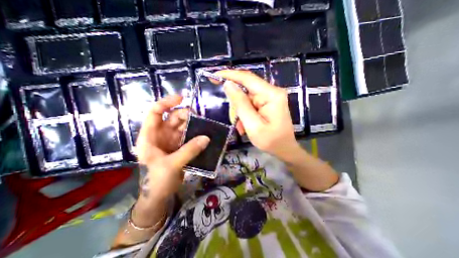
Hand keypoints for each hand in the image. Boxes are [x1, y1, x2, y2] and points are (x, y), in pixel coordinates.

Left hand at [135, 95, 208, 203]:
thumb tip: (206, 137)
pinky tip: (204, 134)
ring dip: (193, 124)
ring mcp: (171, 141)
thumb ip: (189, 150)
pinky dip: (196, 134)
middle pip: (172, 118)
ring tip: (204, 125)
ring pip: (182, 126)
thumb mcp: (171, 165)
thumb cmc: (157, 181)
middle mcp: (160, 135)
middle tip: (199, 118)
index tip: (182, 98)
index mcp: (150, 136)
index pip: (155, 112)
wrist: (159, 196)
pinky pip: (188, 136)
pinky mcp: (179, 147)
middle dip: (185, 115)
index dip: (167, 102)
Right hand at [216, 68, 301, 161]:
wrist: (284, 149)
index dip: (229, 75)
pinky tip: (245, 125)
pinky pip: (249, 104)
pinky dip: (244, 114)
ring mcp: (269, 97)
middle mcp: (271, 91)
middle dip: (236, 105)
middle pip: (245, 89)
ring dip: (239, 112)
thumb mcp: (253, 125)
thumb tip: (228, 84)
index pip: (247, 78)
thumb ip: (241, 104)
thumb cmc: (271, 141)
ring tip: (241, 127)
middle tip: (234, 120)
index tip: (213, 76)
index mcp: (271, 95)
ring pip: (245, 98)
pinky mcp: (266, 103)